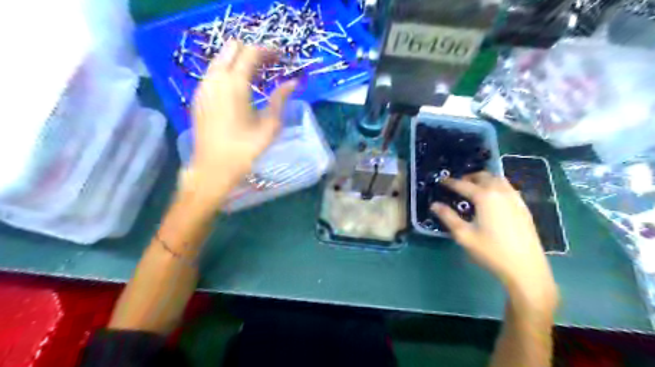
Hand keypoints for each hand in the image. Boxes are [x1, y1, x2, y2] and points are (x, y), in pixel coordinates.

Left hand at [185, 41, 295, 205]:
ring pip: (220, 59)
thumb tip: (293, 83)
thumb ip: (280, 100)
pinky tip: (239, 88)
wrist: (212, 169)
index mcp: (235, 85)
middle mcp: (215, 79)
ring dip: (238, 60)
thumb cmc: (245, 150)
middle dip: (251, 50)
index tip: (281, 56)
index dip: (268, 50)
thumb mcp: (269, 126)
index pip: (251, 53)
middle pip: (231, 48)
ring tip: (256, 75)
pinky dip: (227, 71)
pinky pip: (213, 73)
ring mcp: (203, 87)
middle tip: (269, 63)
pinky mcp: (198, 97)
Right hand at [431, 173, 556, 304]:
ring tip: (474, 188)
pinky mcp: (523, 207)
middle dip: (468, 177)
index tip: (441, 181)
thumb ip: (448, 217)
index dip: (450, 182)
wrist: (525, 267)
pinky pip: (508, 188)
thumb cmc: (491, 251)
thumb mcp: (464, 235)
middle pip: (483, 176)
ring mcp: (515, 198)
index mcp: (485, 197)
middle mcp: (501, 192)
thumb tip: (434, 205)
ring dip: (484, 179)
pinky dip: (496, 186)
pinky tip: (492, 198)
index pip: (463, 184)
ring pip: (498, 179)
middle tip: (457, 185)